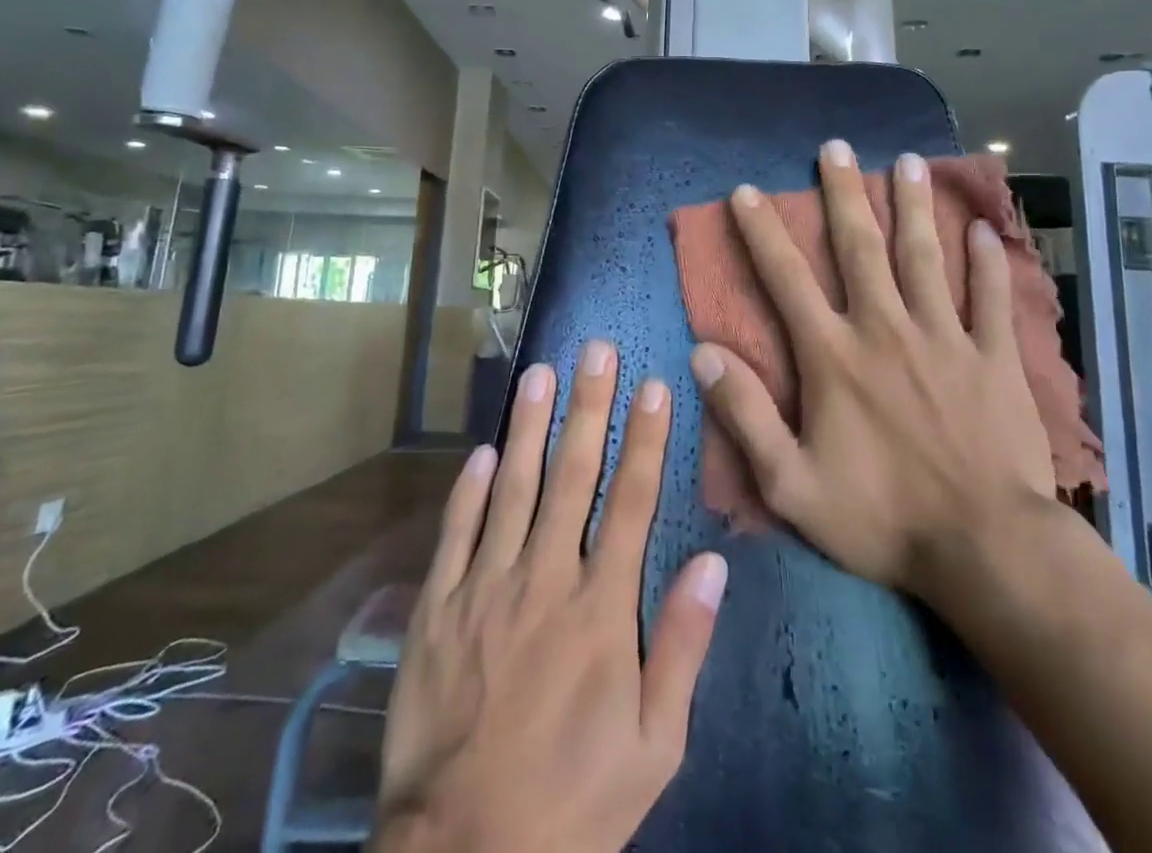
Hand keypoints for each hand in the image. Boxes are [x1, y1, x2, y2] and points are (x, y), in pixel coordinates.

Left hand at [374, 340, 728, 852]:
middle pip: (573, 475)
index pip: (632, 500)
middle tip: (595, 349)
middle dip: (587, 406)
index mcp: (600, 608)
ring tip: (539, 372)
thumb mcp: (655, 746)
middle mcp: (544, 578)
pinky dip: (469, 489)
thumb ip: (682, 647)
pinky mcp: (437, 609)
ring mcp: (485, 588)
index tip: (654, 384)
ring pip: (512, 487)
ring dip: (528, 426)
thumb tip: (713, 564)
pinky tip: (481, 451)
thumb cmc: (573, 801)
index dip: (645, 438)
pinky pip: (455, 534)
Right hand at [689, 141, 1056, 600]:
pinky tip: (985, 230)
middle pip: (860, 247)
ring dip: (914, 206)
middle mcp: (886, 329)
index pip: (787, 279)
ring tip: (908, 161)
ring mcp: (945, 337)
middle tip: (835, 147)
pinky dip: (989, 263)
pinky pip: (991, 299)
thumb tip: (703, 355)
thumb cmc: (882, 517)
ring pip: (926, 257)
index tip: (747, 191)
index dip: (762, 232)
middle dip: (843, 193)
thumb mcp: (791, 485)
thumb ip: (746, 416)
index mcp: (834, 355)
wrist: (986, 549)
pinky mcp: (993, 357)